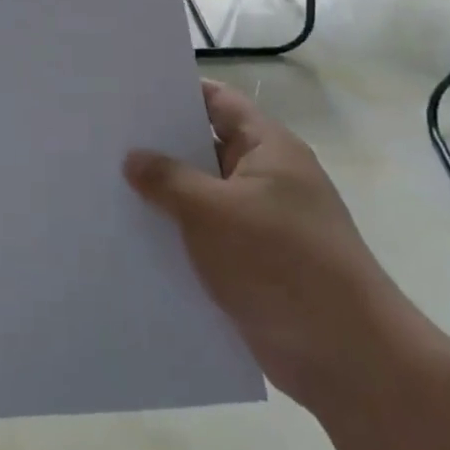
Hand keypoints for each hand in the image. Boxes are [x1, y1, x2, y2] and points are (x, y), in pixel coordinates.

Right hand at [125, 80, 407, 404]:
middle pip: (205, 147)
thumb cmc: (281, 263)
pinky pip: (205, 236)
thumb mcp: (212, 211)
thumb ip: (168, 179)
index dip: (175, 92)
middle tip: (103, 138)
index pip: (217, 102)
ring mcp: (260, 223)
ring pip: (201, 195)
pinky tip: (131, 235)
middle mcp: (266, 178)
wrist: (346, 357)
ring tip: (104, 183)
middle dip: (158, 145)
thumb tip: (133, 158)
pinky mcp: (252, 263)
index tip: (127, 92)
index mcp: (268, 149)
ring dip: (163, 194)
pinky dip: (175, 233)